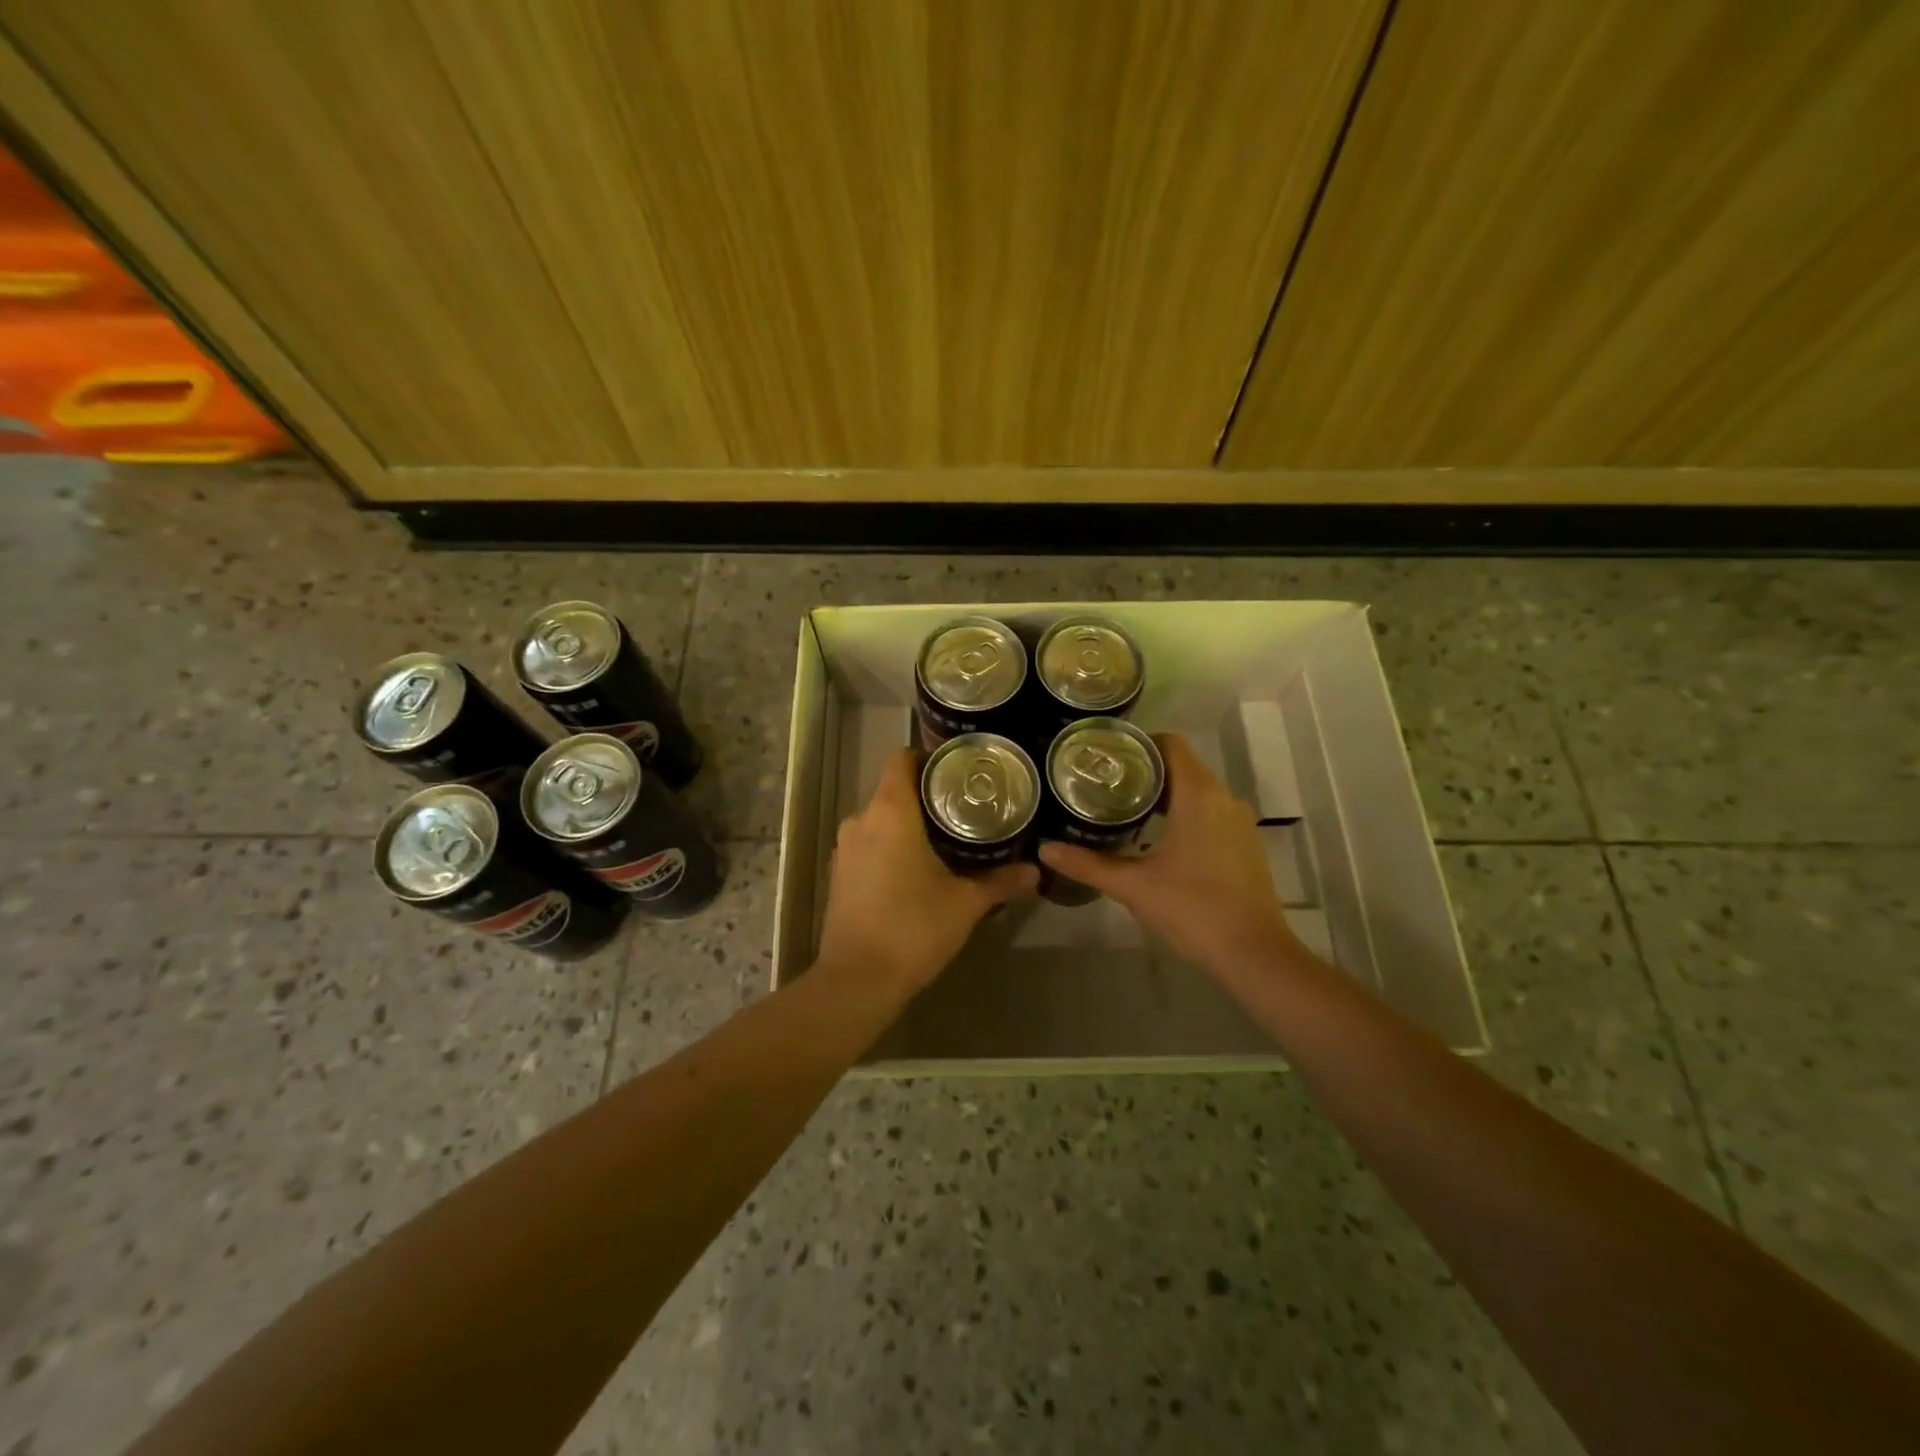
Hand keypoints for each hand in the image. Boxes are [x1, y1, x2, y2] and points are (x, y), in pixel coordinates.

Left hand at [815, 750, 1037, 996]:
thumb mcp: (965, 904)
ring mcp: (845, 847)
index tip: (959, 772)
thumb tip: (1036, 871)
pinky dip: (891, 845)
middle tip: (967, 808)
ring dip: (909, 823)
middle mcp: (861, 819)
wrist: (857, 980)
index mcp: (890, 812)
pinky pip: (869, 843)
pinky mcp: (839, 873)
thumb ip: (1001, 881)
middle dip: (927, 795)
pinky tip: (917, 869)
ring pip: (880, 818)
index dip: (930, 758)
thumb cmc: (913, 928)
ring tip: (947, 838)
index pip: (903, 760)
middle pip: (894, 789)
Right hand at [1039, 733, 1305, 975]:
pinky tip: (1155, 836)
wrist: (1253, 953)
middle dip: (1143, 770)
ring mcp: (1238, 821)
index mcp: (1198, 794)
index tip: (1105, 756)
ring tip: (1121, 806)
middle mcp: (1223, 797)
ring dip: (1163, 793)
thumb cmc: (1192, 908)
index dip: (1137, 743)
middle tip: (1102, 782)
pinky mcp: (1244, 843)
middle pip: (1180, 765)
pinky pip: (1209, 811)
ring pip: (1196, 789)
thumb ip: (1087, 864)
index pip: (1169, 744)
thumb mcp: (1132, 886)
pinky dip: (1182, 812)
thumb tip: (1044, 849)